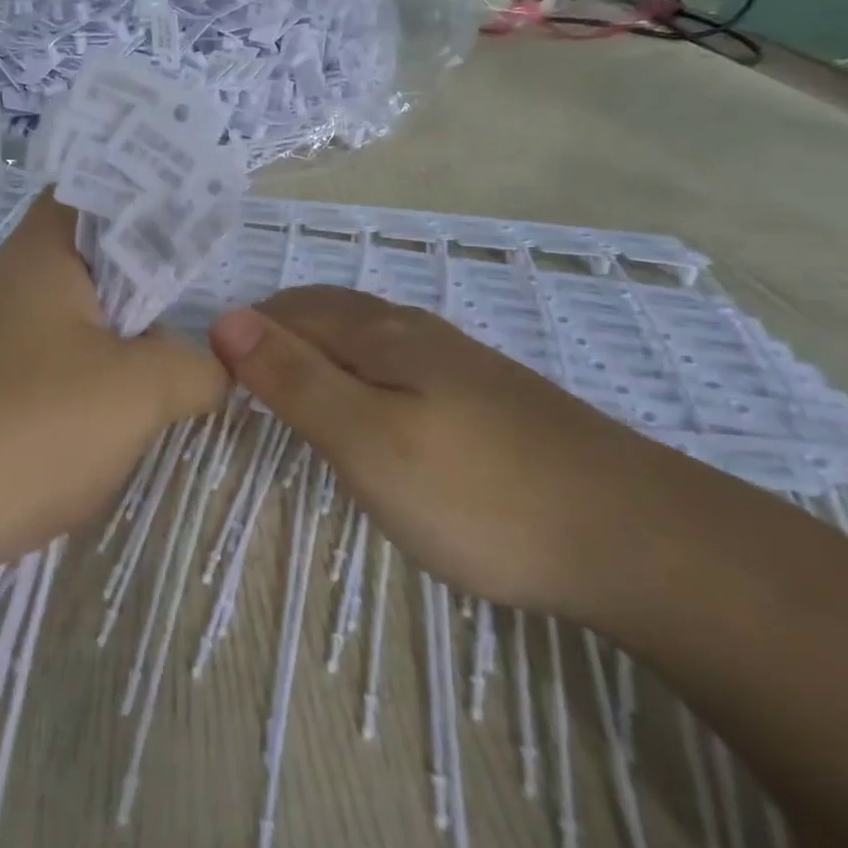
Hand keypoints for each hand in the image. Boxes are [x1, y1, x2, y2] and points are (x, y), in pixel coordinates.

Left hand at [0, 192, 226, 581]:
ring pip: (67, 319)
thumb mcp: (138, 392)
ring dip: (113, 340)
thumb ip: (194, 368)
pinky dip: (79, 381)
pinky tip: (104, 420)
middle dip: (143, 282)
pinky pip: (40, 367)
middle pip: (87, 260)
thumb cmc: (29, 425)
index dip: (145, 199)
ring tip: (166, 365)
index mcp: (40, 253)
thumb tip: (214, 368)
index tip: (194, 227)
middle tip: (197, 305)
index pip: (93, 190)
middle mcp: (3, 283)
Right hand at [209, 286, 674, 614]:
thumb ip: (294, 379)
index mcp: (380, 334)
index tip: (210, 378)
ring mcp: (457, 363)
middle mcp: (416, 332)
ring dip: (317, 354)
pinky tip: (371, 414)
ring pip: (364, 340)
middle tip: (239, 386)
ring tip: (291, 396)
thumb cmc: (479, 493)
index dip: (243, 333)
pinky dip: (358, 377)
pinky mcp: (486, 398)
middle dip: (276, 336)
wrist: (636, 537)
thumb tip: (226, 319)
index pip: (288, 310)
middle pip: (326, 315)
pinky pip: (398, 367)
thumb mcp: (366, 440)